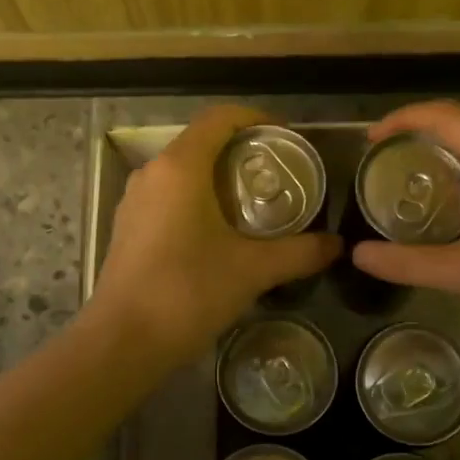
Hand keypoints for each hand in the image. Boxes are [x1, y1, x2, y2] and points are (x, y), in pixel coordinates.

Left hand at [88, 105, 340, 364]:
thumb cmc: (188, 292)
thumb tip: (336, 245)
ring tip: (256, 204)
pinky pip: (169, 196)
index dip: (258, 119)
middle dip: (243, 151)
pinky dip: (199, 199)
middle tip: (280, 175)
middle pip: (203, 142)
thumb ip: (300, 252)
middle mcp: (153, 173)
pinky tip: (221, 233)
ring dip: (220, 177)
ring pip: (184, 170)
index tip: (288, 138)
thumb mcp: (253, 270)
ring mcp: (135, 200)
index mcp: (181, 167)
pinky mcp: (128, 226)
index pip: (220, 117)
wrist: (123, 342)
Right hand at [352, 100, 459, 341]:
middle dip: (416, 129)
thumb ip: (409, 262)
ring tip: (398, 171)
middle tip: (378, 156)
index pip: (447, 117)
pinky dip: (454, 168)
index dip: (404, 119)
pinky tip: (436, 198)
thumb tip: (357, 254)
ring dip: (436, 147)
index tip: (369, 141)